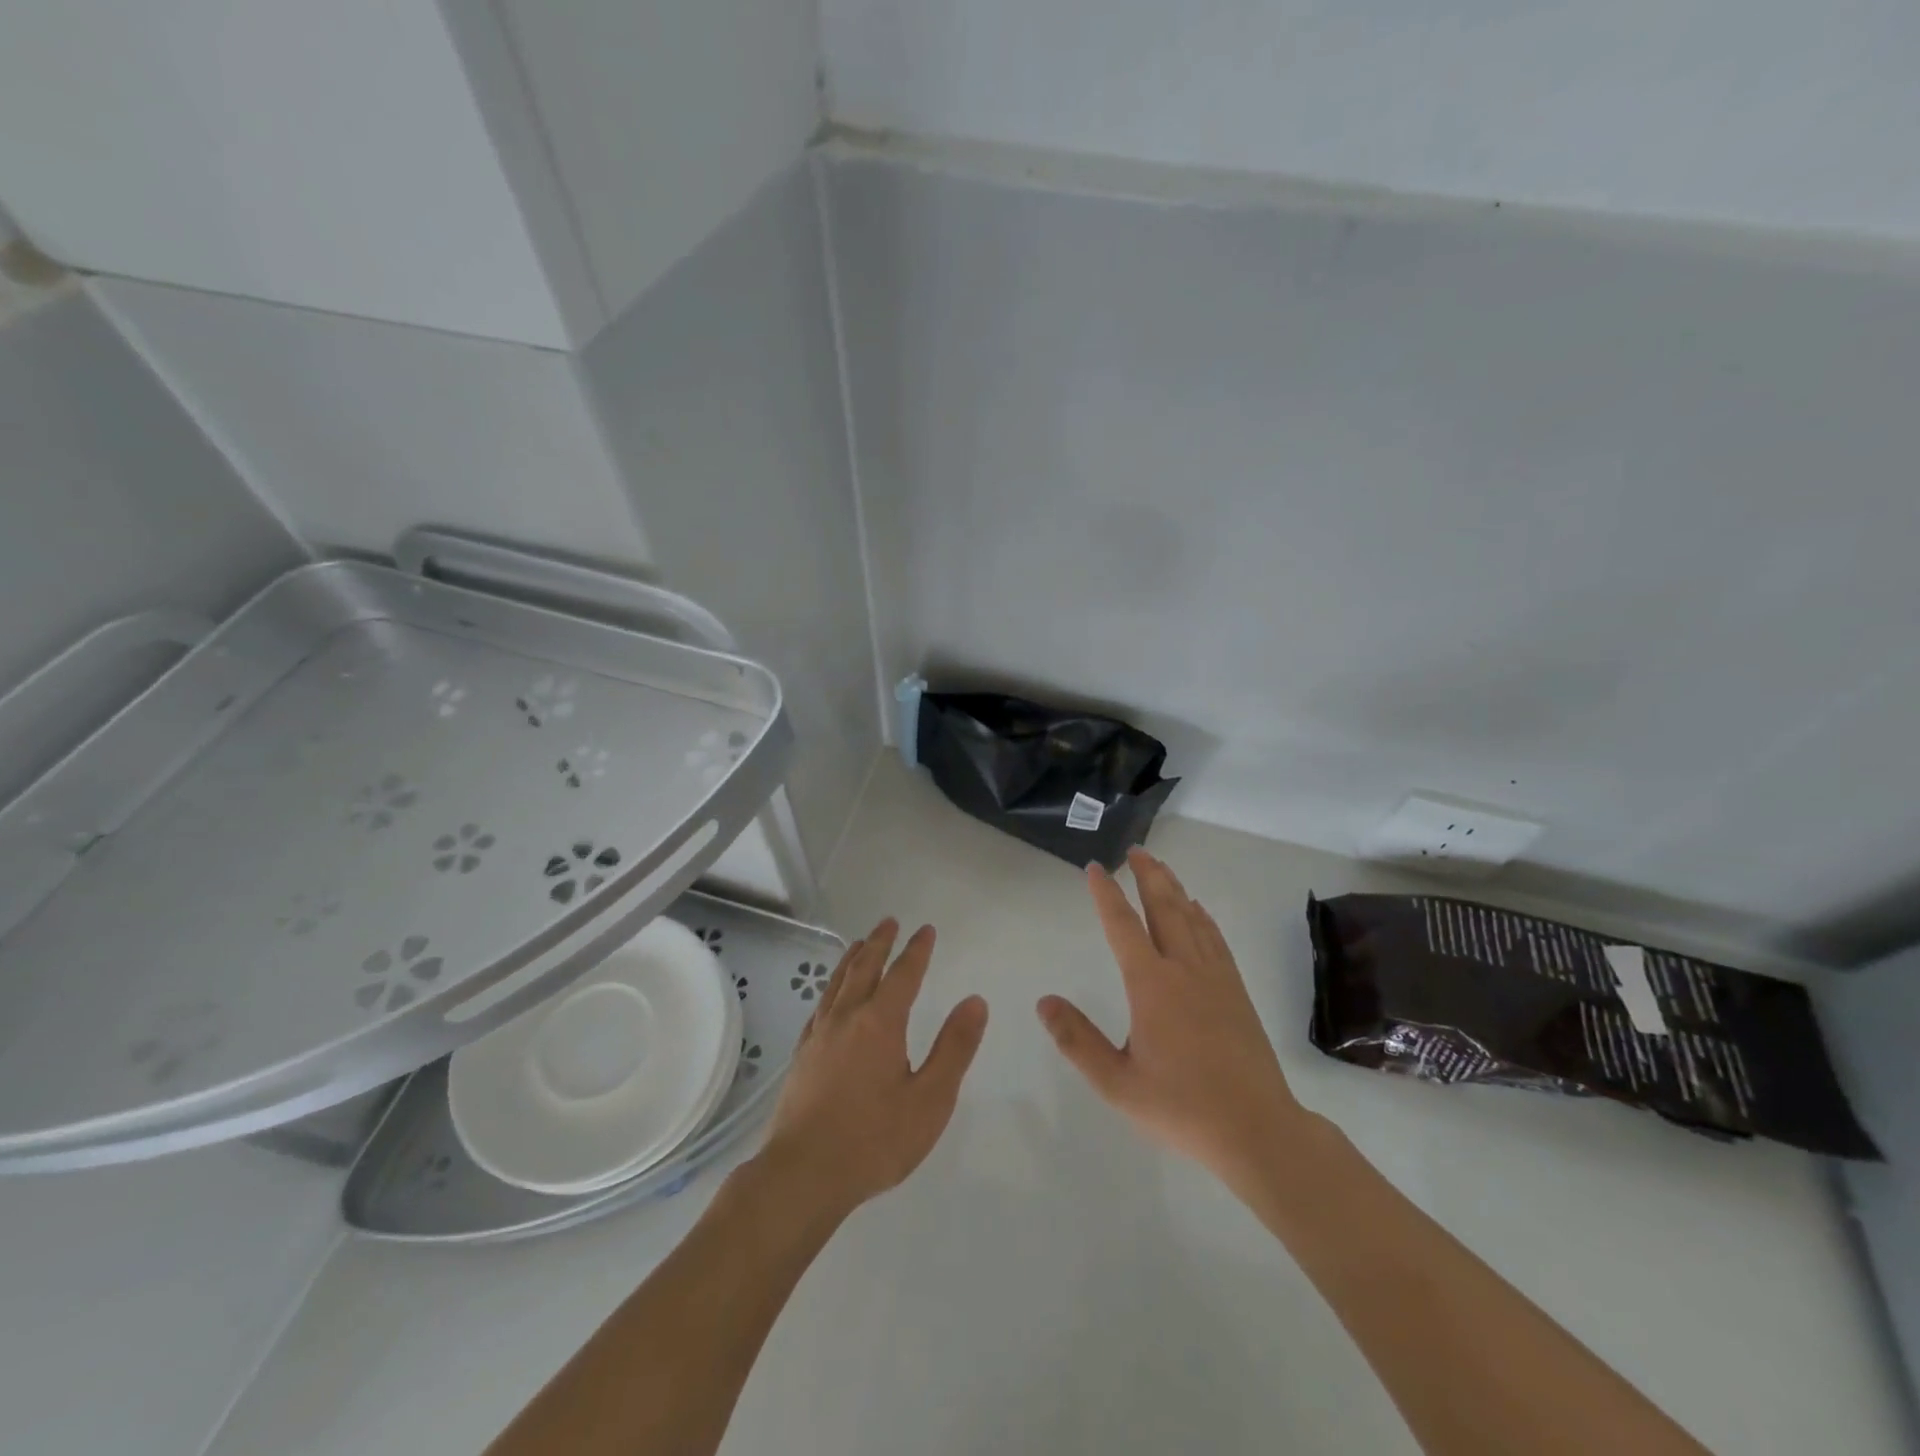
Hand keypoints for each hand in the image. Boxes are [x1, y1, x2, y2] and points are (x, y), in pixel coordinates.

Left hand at [759, 920, 988, 1221]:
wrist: (803, 1175)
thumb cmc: (874, 1140)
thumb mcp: (930, 1099)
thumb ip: (954, 1048)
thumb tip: (974, 1001)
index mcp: (880, 1023)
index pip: (903, 974)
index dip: (916, 950)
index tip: (926, 930)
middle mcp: (847, 1018)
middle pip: (864, 968)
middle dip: (880, 943)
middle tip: (890, 922)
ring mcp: (819, 1036)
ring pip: (837, 983)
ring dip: (852, 959)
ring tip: (860, 943)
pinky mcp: (801, 1056)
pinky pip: (820, 1006)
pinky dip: (831, 988)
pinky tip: (831, 997)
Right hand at [1038, 848, 1305, 1183]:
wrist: (1257, 1129)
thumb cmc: (1181, 1108)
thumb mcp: (1117, 1083)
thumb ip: (1077, 1040)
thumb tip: (1044, 1002)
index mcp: (1151, 985)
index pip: (1123, 926)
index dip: (1106, 894)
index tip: (1096, 867)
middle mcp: (1183, 969)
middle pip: (1164, 908)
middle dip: (1147, 876)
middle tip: (1135, 850)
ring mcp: (1215, 977)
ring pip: (1191, 918)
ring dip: (1174, 889)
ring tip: (1160, 868)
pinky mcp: (1236, 991)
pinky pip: (1216, 940)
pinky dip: (1203, 918)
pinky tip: (1199, 912)